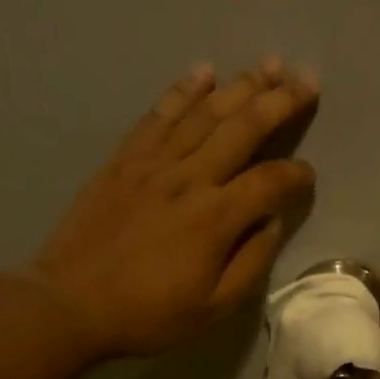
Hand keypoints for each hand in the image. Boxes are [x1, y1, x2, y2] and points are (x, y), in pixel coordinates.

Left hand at [24, 58, 318, 358]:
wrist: (71, 303)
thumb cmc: (147, 314)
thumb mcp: (212, 308)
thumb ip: (250, 263)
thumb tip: (271, 222)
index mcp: (215, 219)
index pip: (270, 182)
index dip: (296, 176)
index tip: (308, 177)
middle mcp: (189, 179)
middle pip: (243, 128)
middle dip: (280, 102)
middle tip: (308, 81)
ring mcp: (153, 164)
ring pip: (205, 113)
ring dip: (241, 85)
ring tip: (270, 64)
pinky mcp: (124, 160)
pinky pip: (159, 115)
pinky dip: (183, 91)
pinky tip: (203, 72)